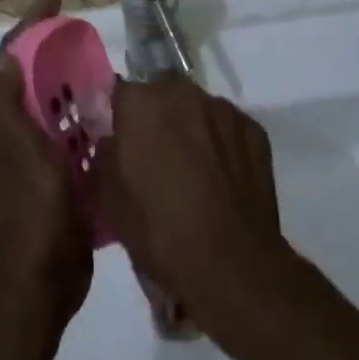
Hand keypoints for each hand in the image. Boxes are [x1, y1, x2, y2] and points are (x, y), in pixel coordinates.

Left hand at [0, 0, 92, 326]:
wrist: (43, 283)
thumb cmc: (31, 210)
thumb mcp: (16, 150)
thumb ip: (4, 103)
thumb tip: (8, 55)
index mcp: (4, 123)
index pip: (11, 60)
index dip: (29, 25)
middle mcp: (17, 137)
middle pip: (34, 81)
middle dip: (54, 52)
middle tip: (87, 35)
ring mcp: (40, 162)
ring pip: (57, 110)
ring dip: (74, 87)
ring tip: (106, 70)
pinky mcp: (62, 184)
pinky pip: (76, 141)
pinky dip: (90, 124)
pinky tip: (116, 119)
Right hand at [95, 81, 286, 328]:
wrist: (232, 266)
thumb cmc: (159, 232)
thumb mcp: (108, 200)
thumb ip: (105, 156)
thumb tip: (113, 142)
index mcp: (141, 104)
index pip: (120, 93)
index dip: (119, 119)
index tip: (121, 144)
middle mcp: (183, 93)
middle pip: (161, 95)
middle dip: (156, 119)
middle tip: (156, 159)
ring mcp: (223, 110)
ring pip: (197, 110)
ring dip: (191, 129)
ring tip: (193, 172)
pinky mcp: (254, 130)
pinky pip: (227, 129)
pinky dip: (222, 145)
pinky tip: (222, 180)